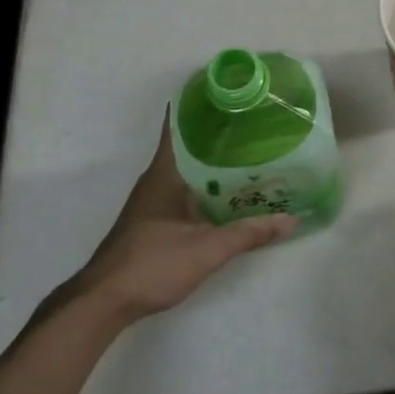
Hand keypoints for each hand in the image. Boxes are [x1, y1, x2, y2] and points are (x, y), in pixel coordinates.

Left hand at [48, 110, 294, 334]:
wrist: (104, 302)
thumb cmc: (152, 264)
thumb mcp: (207, 250)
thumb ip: (248, 233)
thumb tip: (290, 219)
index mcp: (165, 173)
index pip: (179, 125)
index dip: (199, 105)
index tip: (227, 91)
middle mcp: (157, 179)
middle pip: (188, 145)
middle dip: (218, 133)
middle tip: (254, 123)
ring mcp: (153, 200)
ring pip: (188, 169)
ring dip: (214, 161)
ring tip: (250, 154)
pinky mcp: (154, 219)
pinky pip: (186, 188)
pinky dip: (207, 183)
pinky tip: (229, 193)